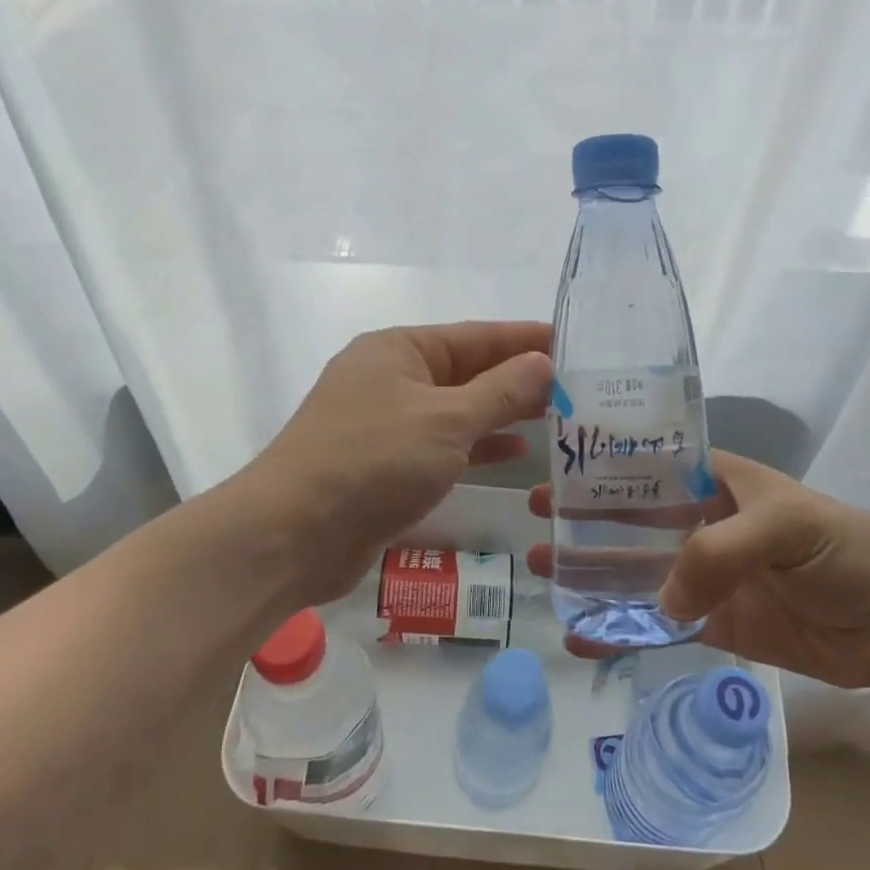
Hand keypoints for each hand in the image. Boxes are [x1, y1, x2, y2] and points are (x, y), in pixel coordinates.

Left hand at [252, 322, 551, 601]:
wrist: (293, 534)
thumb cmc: (373, 461)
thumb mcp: (447, 420)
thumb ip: (501, 391)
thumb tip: (543, 363)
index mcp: (400, 349)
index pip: (477, 335)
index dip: (526, 339)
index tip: (573, 343)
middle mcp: (391, 378)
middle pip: (467, 370)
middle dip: (518, 378)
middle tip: (576, 387)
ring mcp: (385, 422)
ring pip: (456, 409)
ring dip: (501, 413)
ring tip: (556, 417)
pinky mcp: (384, 464)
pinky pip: (442, 444)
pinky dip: (476, 445)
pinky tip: (514, 451)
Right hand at [527, 450, 869, 687]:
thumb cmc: (848, 552)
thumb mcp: (789, 527)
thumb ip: (721, 551)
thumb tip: (662, 600)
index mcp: (718, 482)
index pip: (650, 465)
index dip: (603, 467)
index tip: (557, 468)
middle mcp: (704, 523)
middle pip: (632, 518)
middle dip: (584, 519)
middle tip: (533, 521)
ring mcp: (706, 576)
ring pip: (638, 571)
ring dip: (593, 573)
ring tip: (544, 573)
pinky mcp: (714, 624)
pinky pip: (659, 624)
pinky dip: (623, 630)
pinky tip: (584, 635)